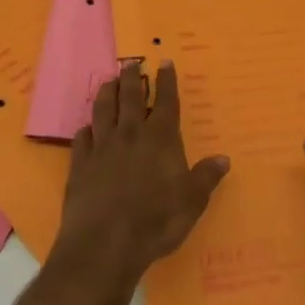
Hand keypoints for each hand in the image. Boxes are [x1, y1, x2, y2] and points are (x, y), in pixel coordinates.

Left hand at [50, 61, 229, 289]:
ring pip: (103, 110)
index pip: (166, 101)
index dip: (166, 80)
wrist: (105, 243)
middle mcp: (130, 134)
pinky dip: (86, 129)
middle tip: (131, 62)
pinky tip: (86, 128)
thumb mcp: (192, 202)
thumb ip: (206, 177)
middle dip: (132, 77)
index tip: (165, 61)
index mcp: (160, 138)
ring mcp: (102, 147)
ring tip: (108, 81)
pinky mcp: (80, 164)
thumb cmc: (156, 221)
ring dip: (106, 92)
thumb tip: (223, 158)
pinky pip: (82, 138)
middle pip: (129, 96)